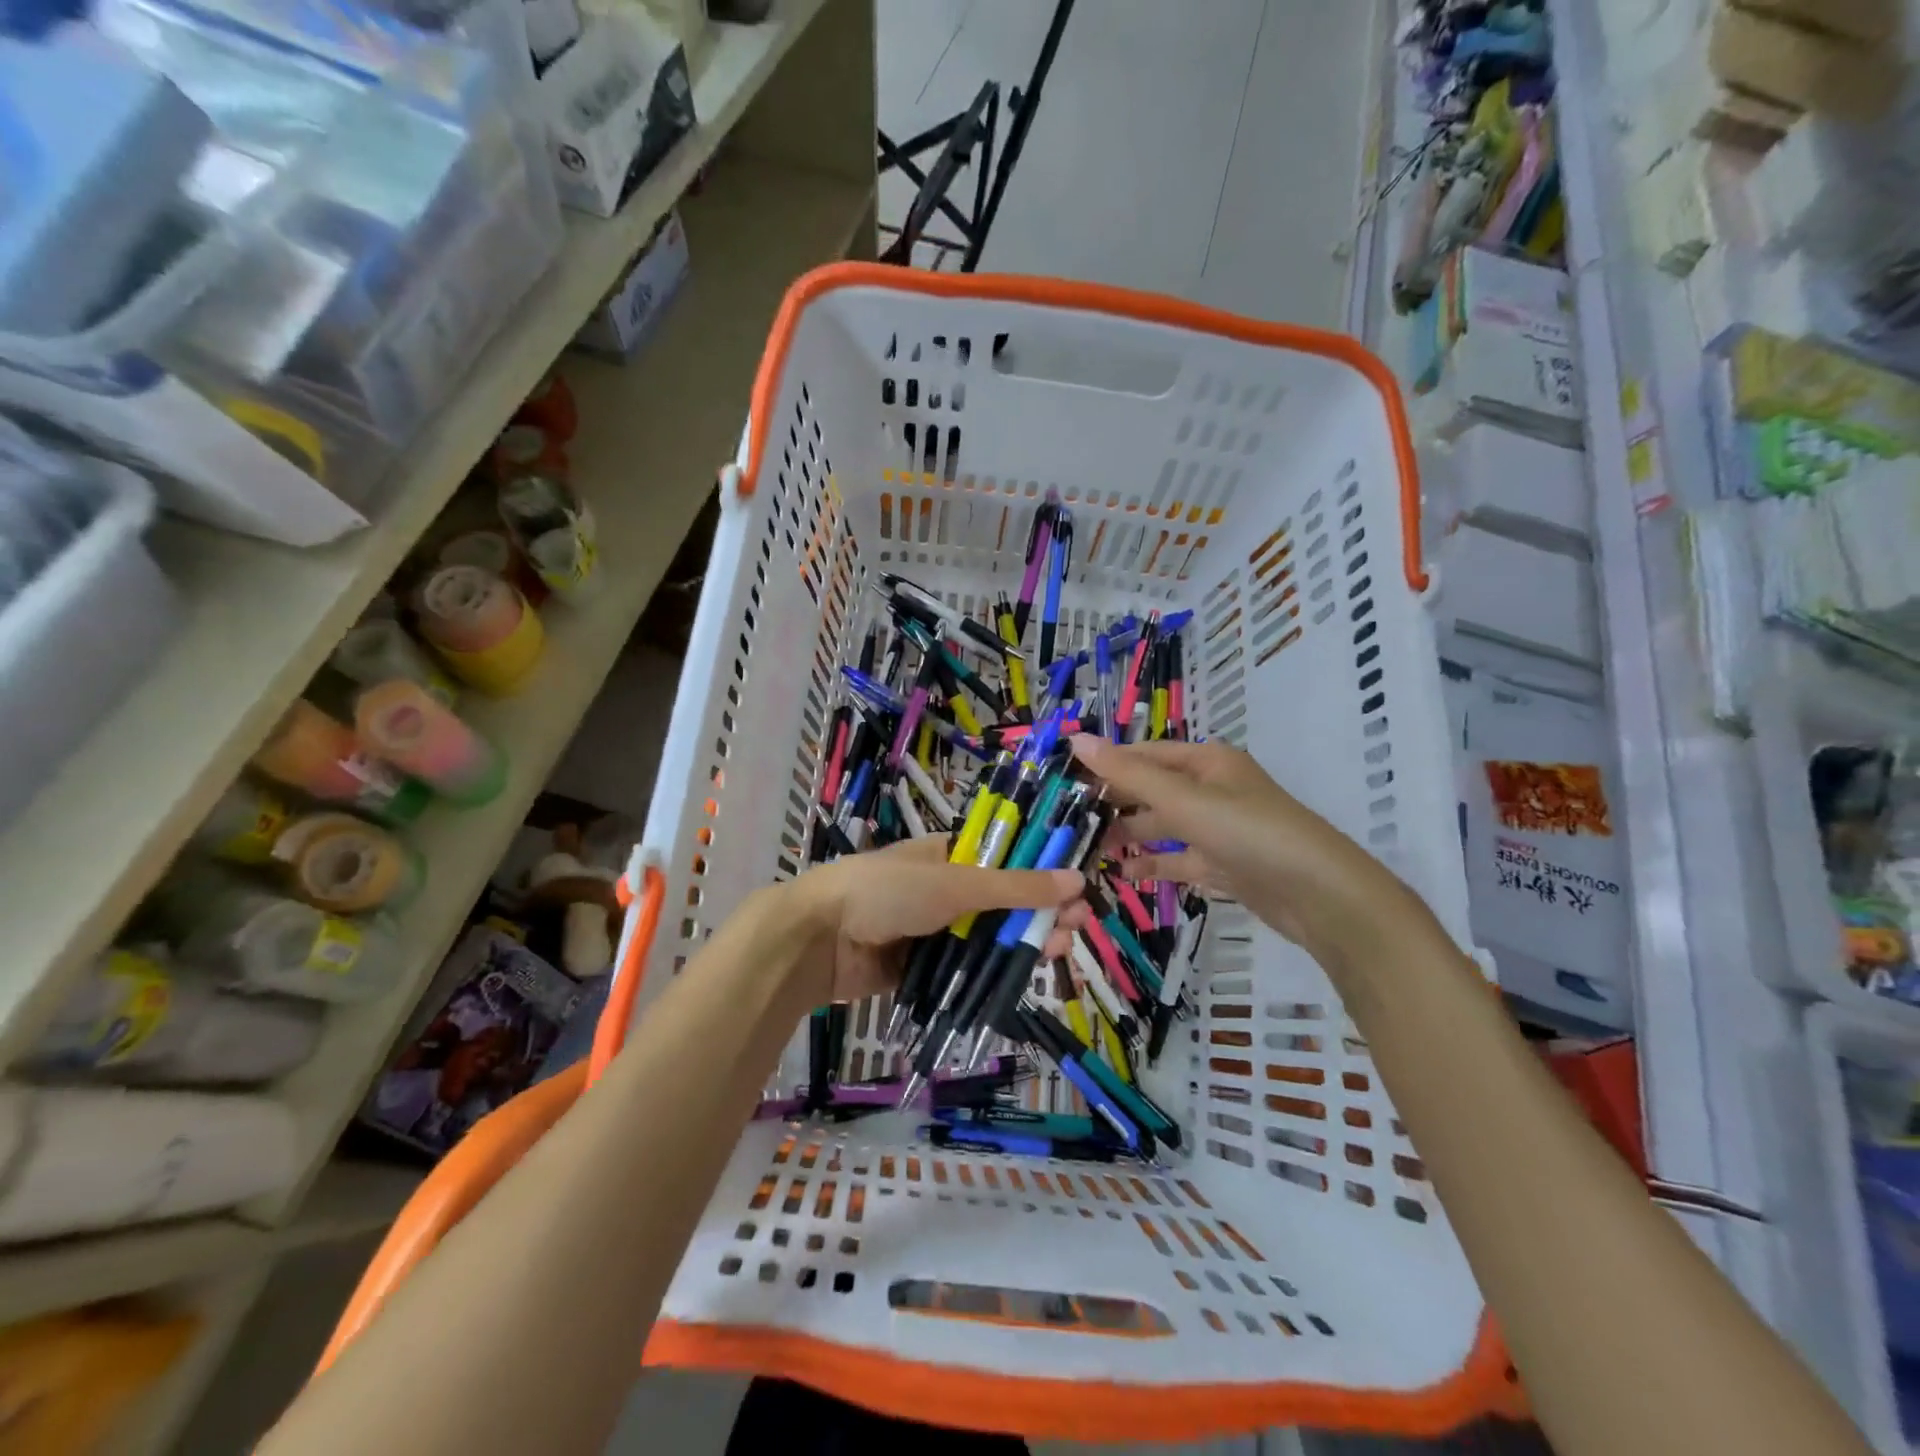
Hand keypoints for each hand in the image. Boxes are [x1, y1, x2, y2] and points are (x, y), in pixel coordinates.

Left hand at [792, 837, 1088, 1004]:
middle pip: (1003, 902)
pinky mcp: (922, 967)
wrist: (817, 939)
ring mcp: (932, 930)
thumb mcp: (954, 883)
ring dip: (1023, 943)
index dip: (1042, 874)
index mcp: (948, 855)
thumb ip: (1014, 886)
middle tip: (1075, 928)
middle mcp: (944, 890)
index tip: (1075, 891)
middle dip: (1039, 913)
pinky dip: (992, 974)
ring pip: (988, 938)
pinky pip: (966, 969)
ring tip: (1058, 951)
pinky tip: (1023, 979)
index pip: (1007, 861)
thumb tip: (1076, 878)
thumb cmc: (886, 892)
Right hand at [1069, 734, 1437, 975]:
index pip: (1143, 755)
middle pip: (1152, 789)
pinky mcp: (1224, 864)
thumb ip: (1128, 774)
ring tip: (1088, 849)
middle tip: (1066, 819)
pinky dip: (1154, 865)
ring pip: (1163, 826)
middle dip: (1113, 802)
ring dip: (1129, 835)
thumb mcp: (1184, 800)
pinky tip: (1124, 875)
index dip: (1105, 763)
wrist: (1321, 896)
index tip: (1061, 778)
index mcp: (1206, 762)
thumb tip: (1076, 739)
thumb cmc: (1250, 833)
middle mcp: (1212, 789)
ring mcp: (1219, 829)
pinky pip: (1179, 859)